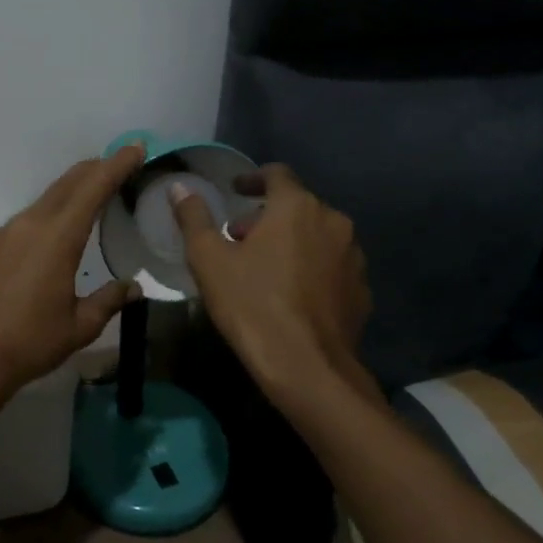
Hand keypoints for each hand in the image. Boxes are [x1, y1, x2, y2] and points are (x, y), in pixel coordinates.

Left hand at [0, 145, 146, 398]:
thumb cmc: (28, 343)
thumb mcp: (79, 327)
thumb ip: (108, 300)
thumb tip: (132, 287)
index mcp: (57, 238)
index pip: (93, 188)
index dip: (116, 165)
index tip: (135, 148)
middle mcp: (29, 225)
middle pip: (67, 184)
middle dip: (95, 170)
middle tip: (119, 164)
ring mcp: (4, 234)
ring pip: (45, 200)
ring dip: (71, 191)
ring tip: (92, 196)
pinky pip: (26, 219)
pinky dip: (49, 213)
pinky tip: (54, 232)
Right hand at [171, 164, 370, 391]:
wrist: (307, 367)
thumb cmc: (251, 304)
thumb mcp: (208, 259)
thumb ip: (194, 217)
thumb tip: (181, 187)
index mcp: (297, 207)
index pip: (276, 174)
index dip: (253, 179)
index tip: (235, 191)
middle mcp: (333, 221)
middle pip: (297, 206)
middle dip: (267, 217)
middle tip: (239, 239)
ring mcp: (353, 257)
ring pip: (316, 236)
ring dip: (291, 242)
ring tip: (264, 268)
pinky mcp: (362, 290)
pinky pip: (331, 267)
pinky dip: (311, 269)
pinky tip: (292, 295)